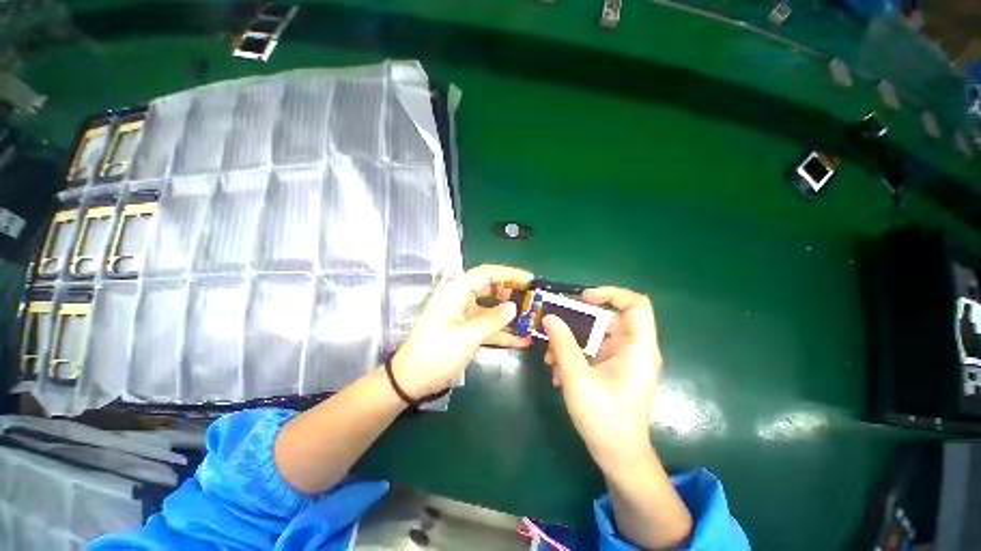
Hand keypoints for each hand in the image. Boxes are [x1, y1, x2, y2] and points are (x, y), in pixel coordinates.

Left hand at [392, 264, 533, 396]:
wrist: (412, 380)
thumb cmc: (434, 354)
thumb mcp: (466, 337)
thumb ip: (492, 321)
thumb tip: (514, 307)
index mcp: (455, 292)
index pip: (486, 274)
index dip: (509, 274)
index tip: (530, 280)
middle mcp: (460, 299)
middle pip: (490, 289)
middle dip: (512, 292)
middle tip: (532, 299)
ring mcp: (464, 316)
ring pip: (492, 309)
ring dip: (510, 314)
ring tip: (532, 318)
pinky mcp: (467, 331)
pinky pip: (488, 327)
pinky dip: (503, 332)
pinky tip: (522, 339)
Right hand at [543, 287, 662, 468]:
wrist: (617, 456)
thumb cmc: (604, 418)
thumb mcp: (578, 378)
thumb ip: (563, 344)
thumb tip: (549, 317)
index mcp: (637, 348)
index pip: (635, 304)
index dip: (611, 294)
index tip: (583, 298)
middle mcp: (632, 349)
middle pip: (606, 320)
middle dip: (576, 323)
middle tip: (551, 326)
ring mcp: (621, 359)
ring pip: (593, 336)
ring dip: (570, 343)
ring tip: (550, 358)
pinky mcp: (611, 368)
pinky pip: (591, 351)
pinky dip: (573, 356)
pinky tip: (557, 373)